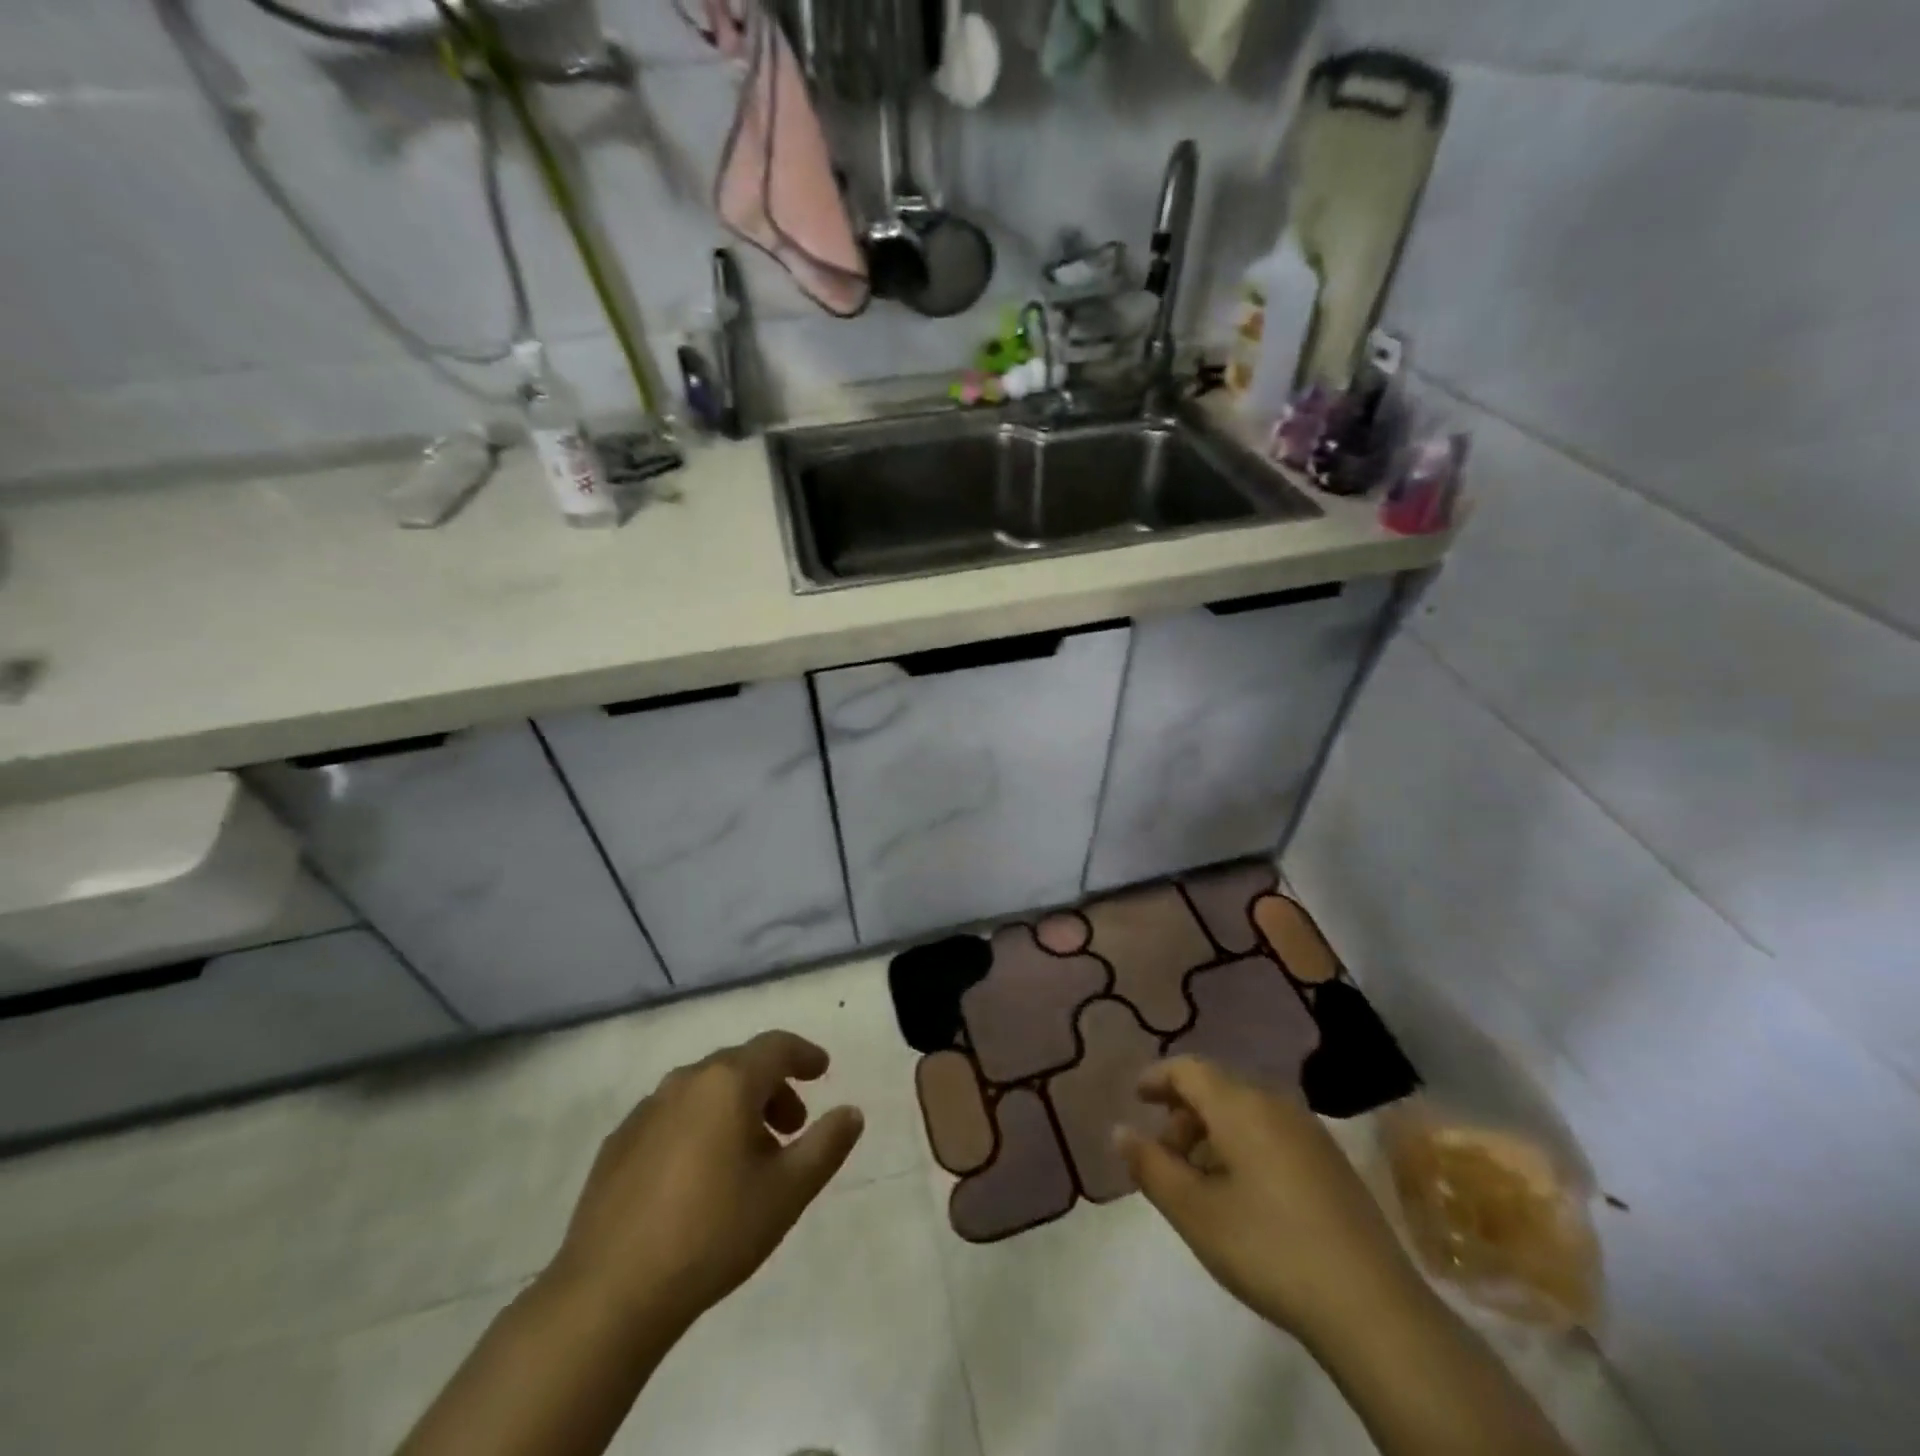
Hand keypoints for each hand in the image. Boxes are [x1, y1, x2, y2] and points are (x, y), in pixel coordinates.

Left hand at [546, 1030, 863, 1331]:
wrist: (608, 1294)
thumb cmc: (712, 1232)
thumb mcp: (787, 1192)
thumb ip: (826, 1145)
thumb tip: (851, 1112)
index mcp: (728, 1082)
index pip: (776, 1046)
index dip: (804, 1054)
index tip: (822, 1070)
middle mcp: (685, 1081)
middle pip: (740, 1066)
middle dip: (773, 1088)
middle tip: (792, 1128)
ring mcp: (646, 1111)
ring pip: (705, 1091)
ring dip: (736, 1109)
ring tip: (749, 1157)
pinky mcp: (618, 1144)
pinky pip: (672, 1117)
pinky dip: (699, 1128)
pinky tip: (699, 1177)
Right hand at [1116, 1056, 1418, 1345]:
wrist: (1373, 1308)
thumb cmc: (1269, 1248)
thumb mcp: (1194, 1212)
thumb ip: (1151, 1166)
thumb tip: (1121, 1130)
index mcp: (1240, 1104)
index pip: (1189, 1069)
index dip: (1157, 1077)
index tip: (1136, 1098)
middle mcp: (1275, 1103)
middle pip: (1217, 1087)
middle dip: (1183, 1113)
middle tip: (1165, 1155)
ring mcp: (1310, 1131)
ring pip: (1246, 1111)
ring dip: (1213, 1132)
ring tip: (1200, 1180)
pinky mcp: (1332, 1161)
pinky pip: (1272, 1131)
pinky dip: (1244, 1145)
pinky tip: (1243, 1193)